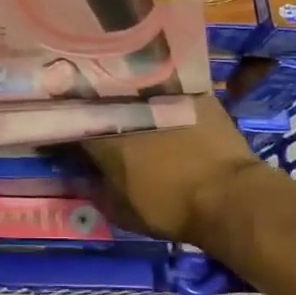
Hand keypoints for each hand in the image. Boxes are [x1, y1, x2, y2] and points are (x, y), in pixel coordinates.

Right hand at [81, 92, 269, 248]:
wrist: (230, 197)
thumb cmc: (172, 209)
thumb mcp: (123, 212)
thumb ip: (95, 191)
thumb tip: (77, 177)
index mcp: (103, 137)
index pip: (71, 123)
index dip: (65, 127)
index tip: (65, 133)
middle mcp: (126, 107)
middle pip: (100, 98)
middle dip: (93, 106)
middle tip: (95, 116)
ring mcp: (160, 94)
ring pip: (132, 85)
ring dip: (125, 93)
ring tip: (125, 102)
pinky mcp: (191, 90)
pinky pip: (167, 82)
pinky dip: (160, 89)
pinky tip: (160, 96)